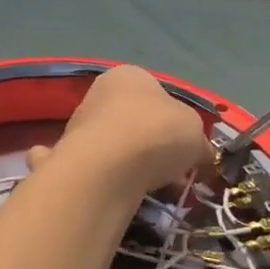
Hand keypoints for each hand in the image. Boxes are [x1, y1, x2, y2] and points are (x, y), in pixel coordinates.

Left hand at [29, 66, 213, 199]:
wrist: (106, 166)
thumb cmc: (156, 133)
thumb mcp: (195, 132)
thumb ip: (199, 141)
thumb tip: (202, 154)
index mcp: (131, 75)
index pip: (158, 95)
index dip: (177, 124)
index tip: (188, 151)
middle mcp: (101, 93)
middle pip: (136, 122)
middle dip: (156, 149)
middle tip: (174, 175)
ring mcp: (80, 124)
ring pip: (116, 147)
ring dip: (133, 166)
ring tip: (153, 190)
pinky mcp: (67, 156)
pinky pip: (94, 168)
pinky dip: (105, 178)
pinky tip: (116, 192)